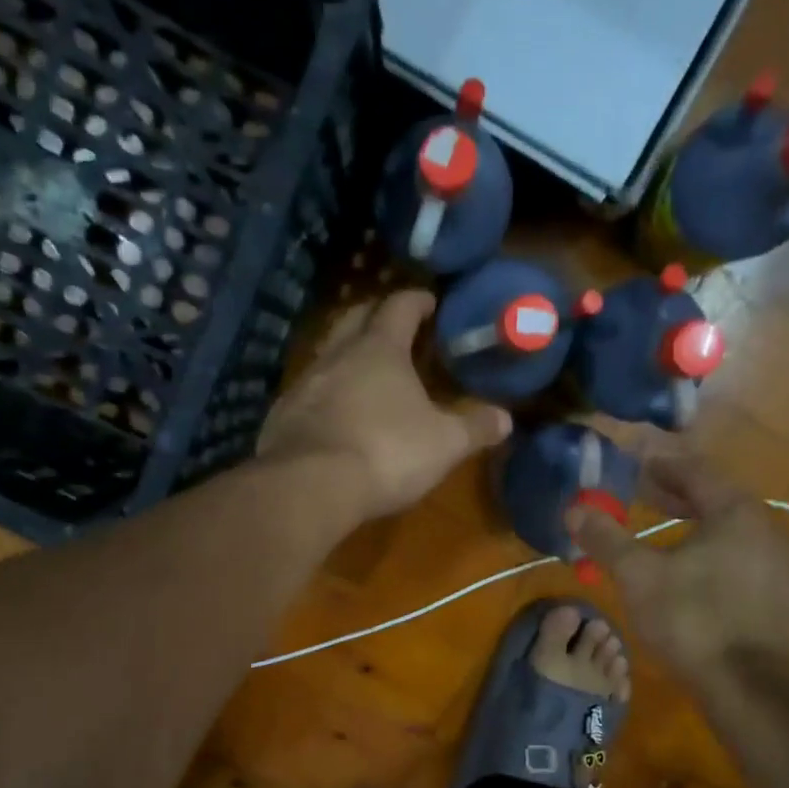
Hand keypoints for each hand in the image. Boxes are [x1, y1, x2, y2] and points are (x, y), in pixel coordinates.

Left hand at [259, 290, 511, 521]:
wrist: (310, 486)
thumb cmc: (387, 453)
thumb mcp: (444, 444)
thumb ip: (475, 428)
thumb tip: (506, 418)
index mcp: (379, 350)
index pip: (399, 307)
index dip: (416, 301)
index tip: (429, 301)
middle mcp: (337, 355)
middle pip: (355, 319)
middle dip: (374, 317)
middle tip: (393, 327)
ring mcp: (304, 383)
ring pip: (327, 354)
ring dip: (346, 356)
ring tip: (364, 372)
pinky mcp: (282, 415)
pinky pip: (308, 392)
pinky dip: (325, 393)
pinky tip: (333, 414)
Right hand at [567, 454, 788, 677]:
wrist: (752, 688)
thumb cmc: (691, 619)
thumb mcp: (638, 576)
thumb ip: (607, 539)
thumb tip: (575, 510)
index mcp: (737, 513)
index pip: (696, 472)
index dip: (661, 465)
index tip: (635, 463)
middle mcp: (769, 531)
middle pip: (717, 501)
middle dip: (677, 496)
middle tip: (643, 495)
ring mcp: (783, 569)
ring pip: (733, 535)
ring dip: (697, 529)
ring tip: (666, 536)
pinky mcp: (786, 603)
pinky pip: (745, 565)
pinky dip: (716, 558)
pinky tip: (696, 579)